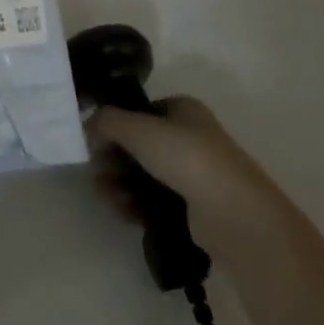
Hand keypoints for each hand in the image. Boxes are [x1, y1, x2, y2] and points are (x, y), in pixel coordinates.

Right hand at [86, 95, 258, 219]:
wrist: (234, 214)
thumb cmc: (186, 158)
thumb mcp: (138, 129)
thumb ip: (106, 122)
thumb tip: (89, 129)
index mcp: (183, 110)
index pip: (139, 112)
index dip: (114, 126)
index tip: (95, 144)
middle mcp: (190, 137)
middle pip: (139, 145)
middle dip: (114, 159)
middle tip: (96, 174)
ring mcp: (195, 174)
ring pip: (145, 174)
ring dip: (120, 183)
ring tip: (106, 197)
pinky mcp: (195, 207)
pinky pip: (156, 200)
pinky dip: (136, 204)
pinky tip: (123, 212)